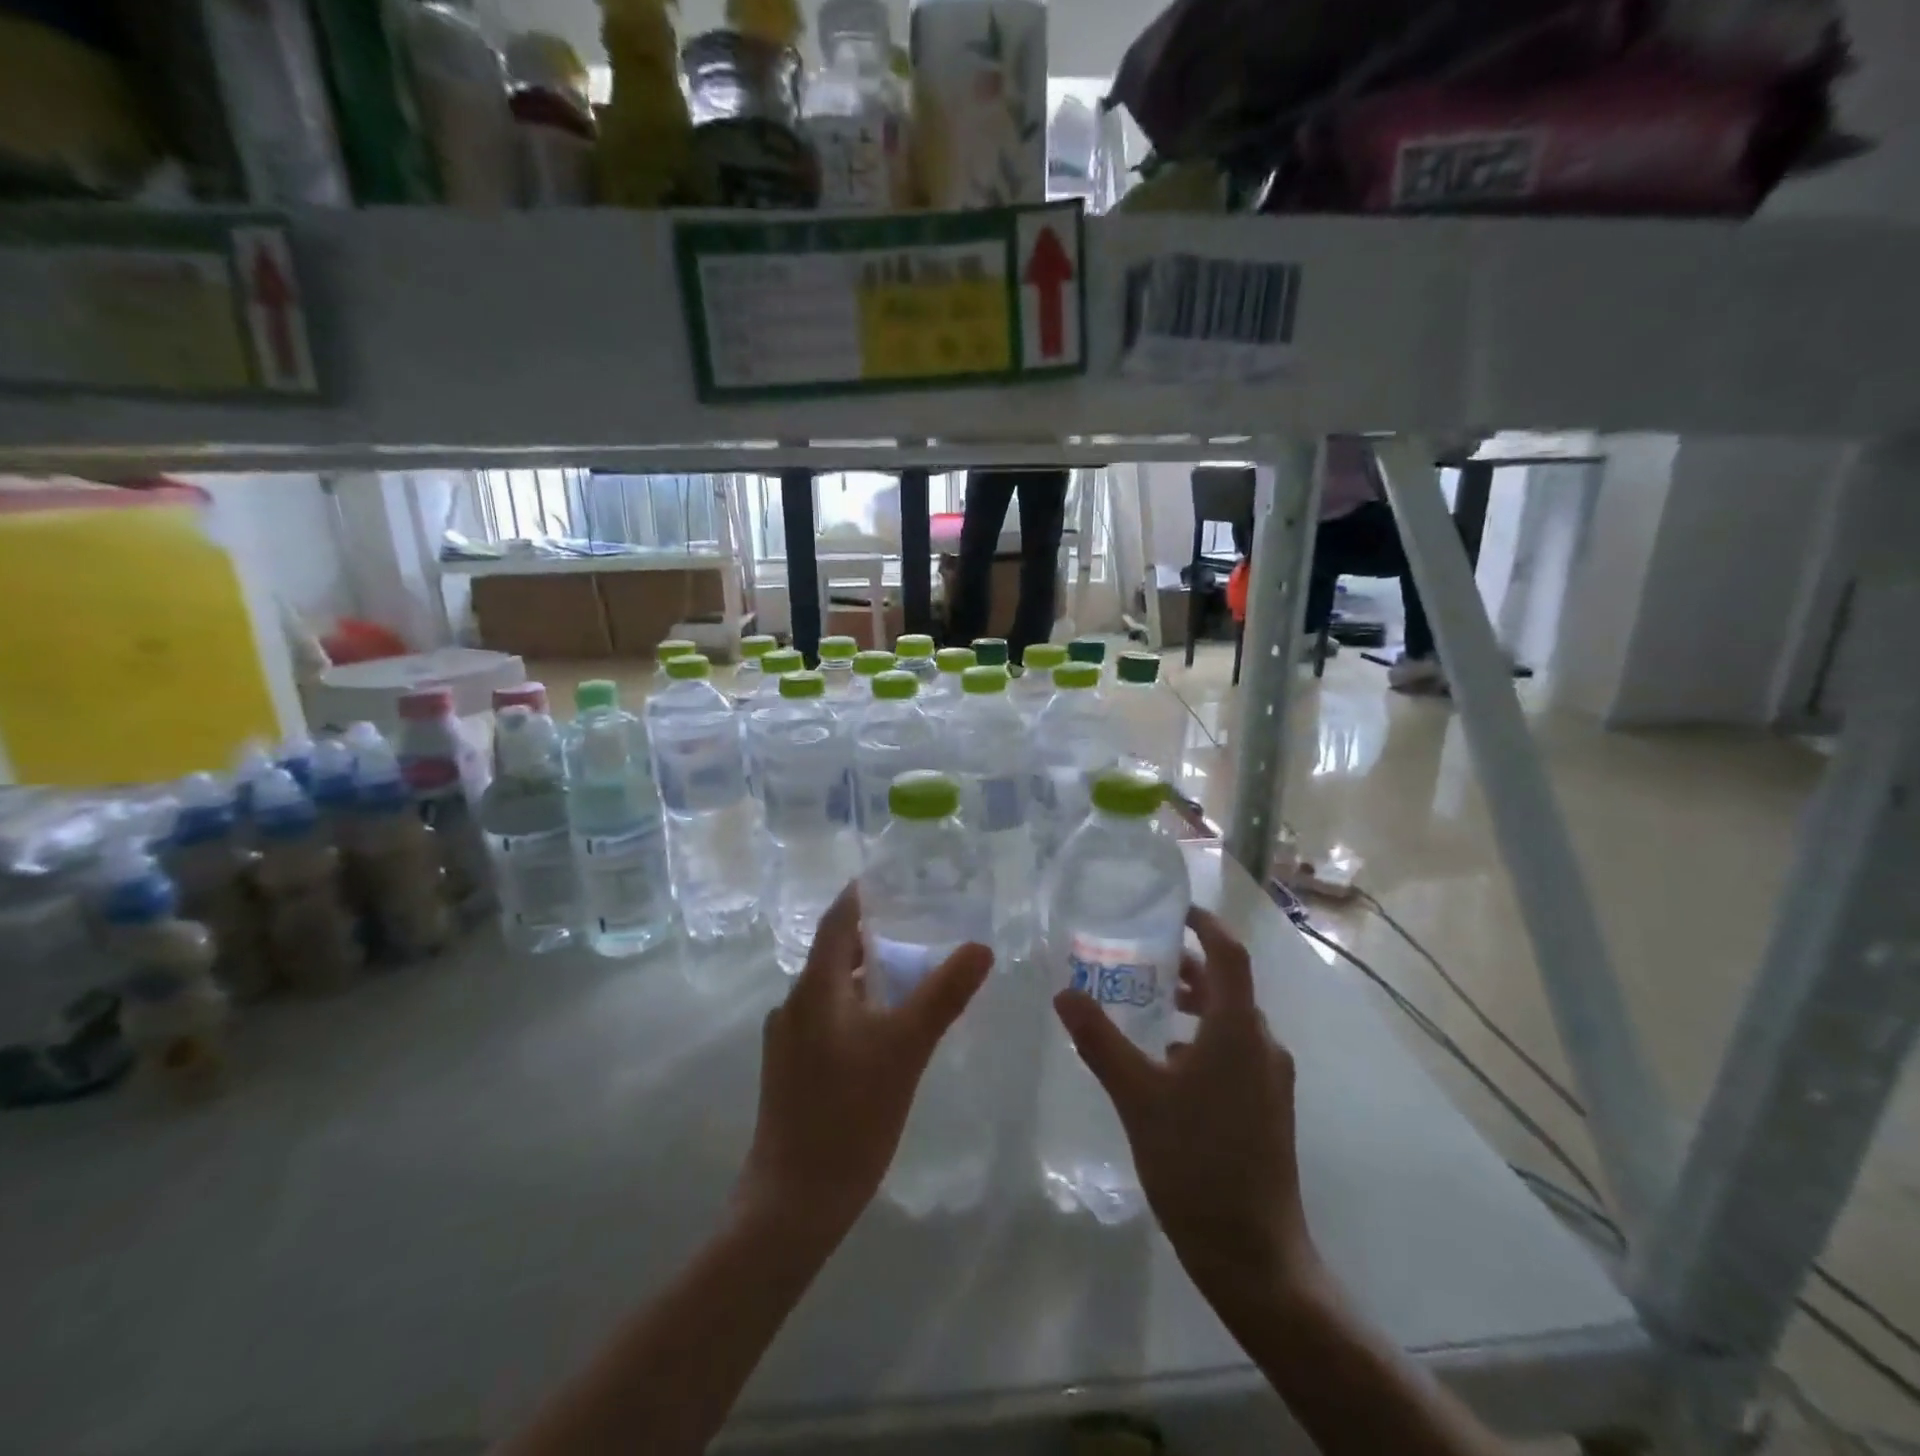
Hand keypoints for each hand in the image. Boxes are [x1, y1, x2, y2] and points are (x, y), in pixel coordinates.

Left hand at [738, 882, 993, 1241]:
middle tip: (917, 925)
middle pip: (833, 954)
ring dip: (865, 974)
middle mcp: (794, 1004)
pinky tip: (884, 1027)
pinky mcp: (790, 1069)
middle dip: (872, 936)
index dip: (860, 896)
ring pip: (831, 989)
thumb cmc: (850, 1115)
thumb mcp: (906, 1048)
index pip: (836, 921)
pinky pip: (827, 1018)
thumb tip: (980, 947)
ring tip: (908, 973)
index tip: (891, 879)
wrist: (793, 1202)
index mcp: (815, 988)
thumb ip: (943, 994)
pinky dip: (857, 1006)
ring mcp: (787, 1040)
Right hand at [1053, 906, 1316, 1302]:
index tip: (1172, 910)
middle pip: (1227, 986)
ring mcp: (1270, 1079)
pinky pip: (1234, 1051)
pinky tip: (1164, 1061)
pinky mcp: (1267, 1107)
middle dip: (1187, 966)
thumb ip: (1099, 1040)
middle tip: (1139, 957)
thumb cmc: (1196, 1162)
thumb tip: (1064, 993)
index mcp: (1238, 1030)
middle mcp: (1262, 1045)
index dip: (1204, 924)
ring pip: (1230, 1021)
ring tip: (1146, 1004)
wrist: (1255, 1256)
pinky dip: (1201, 1038)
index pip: (1229, 954)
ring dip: (1193, 1004)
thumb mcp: (1137, 1096)